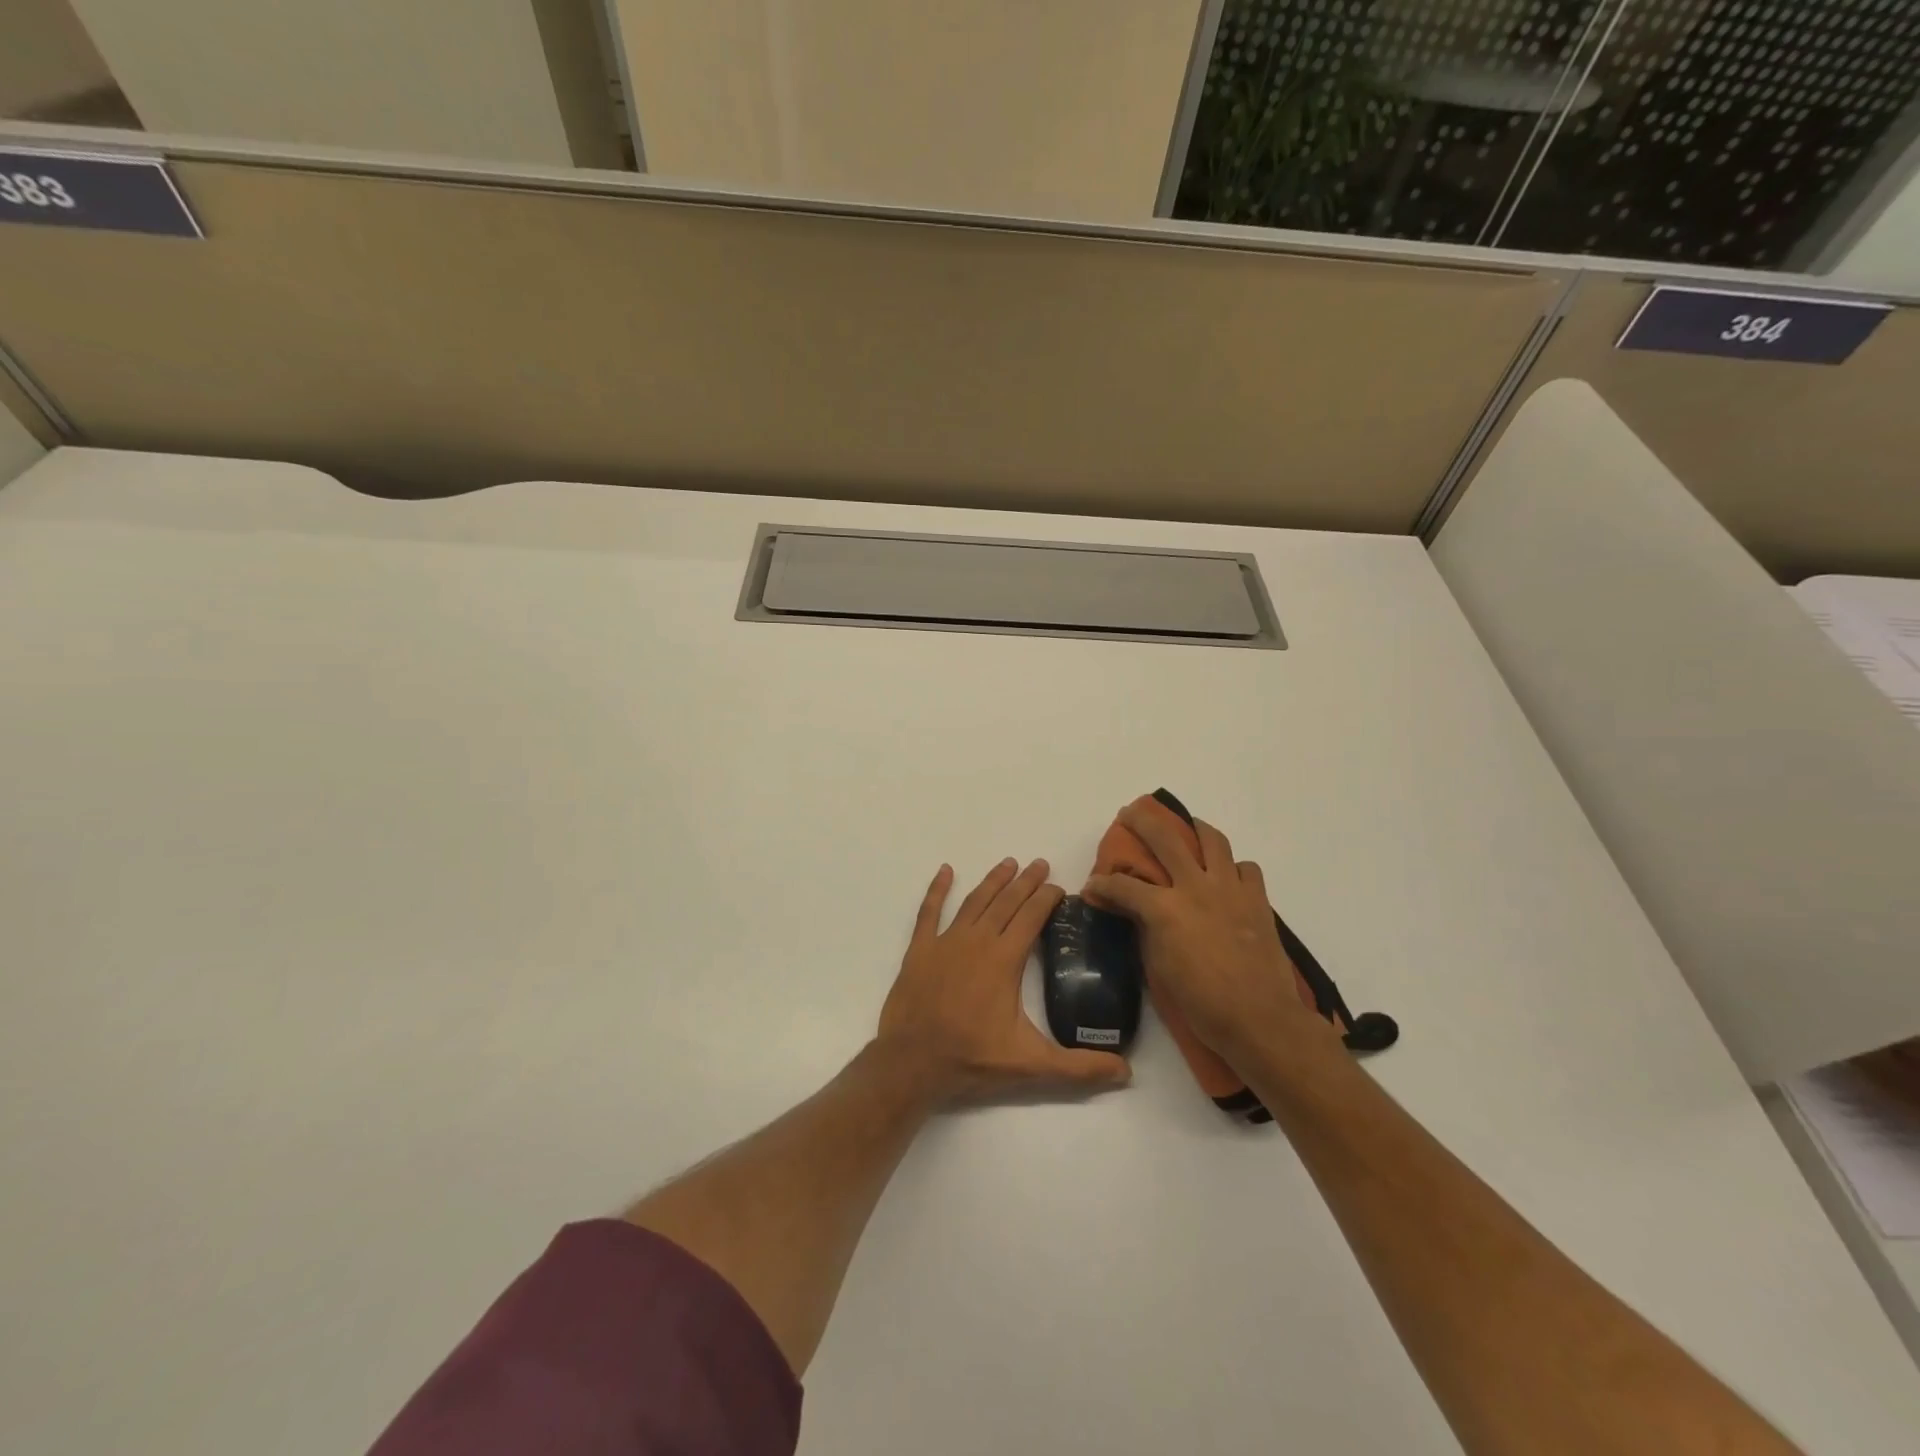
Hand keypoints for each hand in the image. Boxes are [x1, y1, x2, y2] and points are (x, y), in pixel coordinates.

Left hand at [879, 858, 1131, 1104]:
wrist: (912, 1063)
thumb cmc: (972, 1059)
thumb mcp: (1032, 1066)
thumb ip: (1079, 1068)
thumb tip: (1126, 1072)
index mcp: (1004, 959)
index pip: (1031, 918)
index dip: (1046, 899)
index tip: (1059, 887)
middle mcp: (977, 940)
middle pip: (1006, 902)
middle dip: (1025, 882)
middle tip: (1039, 863)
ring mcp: (945, 942)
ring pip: (974, 901)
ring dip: (992, 881)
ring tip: (1008, 863)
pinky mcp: (920, 950)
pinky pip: (929, 912)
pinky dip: (937, 890)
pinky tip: (945, 871)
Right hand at [1083, 805, 1324, 1062]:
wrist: (1259, 1019)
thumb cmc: (1202, 1003)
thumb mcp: (1159, 968)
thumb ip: (1145, 930)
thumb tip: (1135, 913)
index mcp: (1165, 909)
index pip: (1122, 885)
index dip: (1101, 884)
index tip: (1092, 886)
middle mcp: (1195, 888)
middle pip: (1164, 838)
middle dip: (1141, 821)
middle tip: (1130, 814)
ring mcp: (1230, 890)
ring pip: (1212, 840)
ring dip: (1195, 828)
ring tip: (1187, 827)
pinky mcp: (1257, 900)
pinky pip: (1246, 868)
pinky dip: (1233, 868)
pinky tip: (1226, 877)